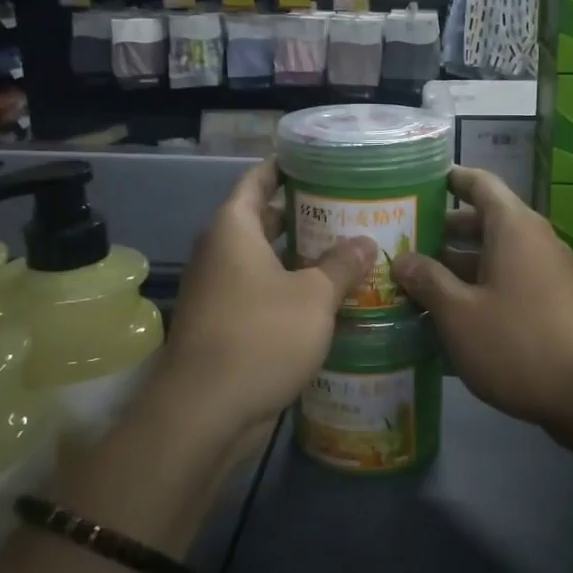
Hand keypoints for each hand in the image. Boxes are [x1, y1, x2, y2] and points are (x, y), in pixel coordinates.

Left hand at [147, 160, 374, 436]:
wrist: (206, 411)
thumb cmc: (260, 336)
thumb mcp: (313, 297)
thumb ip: (342, 265)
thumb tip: (366, 242)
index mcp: (233, 230)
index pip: (257, 181)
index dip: (284, 167)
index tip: (317, 160)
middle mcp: (221, 253)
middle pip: (262, 220)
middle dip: (303, 214)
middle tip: (349, 208)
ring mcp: (220, 291)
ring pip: (265, 261)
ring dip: (301, 257)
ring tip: (348, 250)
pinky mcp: (226, 325)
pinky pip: (262, 294)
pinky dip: (291, 290)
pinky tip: (329, 298)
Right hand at [392, 167, 572, 449]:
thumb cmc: (519, 343)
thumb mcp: (459, 314)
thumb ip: (428, 281)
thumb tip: (404, 259)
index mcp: (513, 227)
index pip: (479, 183)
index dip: (449, 178)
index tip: (417, 182)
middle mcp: (534, 241)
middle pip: (484, 222)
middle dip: (443, 231)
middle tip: (401, 242)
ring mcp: (548, 274)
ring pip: (495, 256)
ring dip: (458, 266)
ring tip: (415, 282)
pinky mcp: (554, 304)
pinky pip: (510, 282)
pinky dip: (480, 289)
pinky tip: (450, 316)